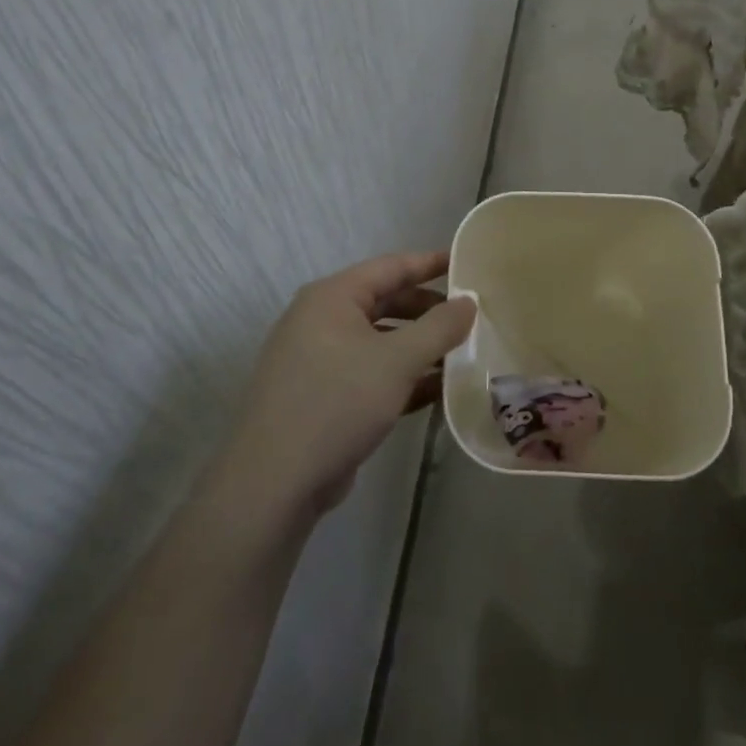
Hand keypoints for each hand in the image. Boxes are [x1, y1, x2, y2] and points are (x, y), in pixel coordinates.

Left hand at [220, 251, 475, 520]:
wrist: (274, 482)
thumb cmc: (337, 402)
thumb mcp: (398, 361)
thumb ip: (439, 327)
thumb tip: (469, 301)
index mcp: (332, 298)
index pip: (391, 267)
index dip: (430, 263)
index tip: (466, 263)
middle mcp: (322, 321)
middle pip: (386, 303)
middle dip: (429, 310)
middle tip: (470, 316)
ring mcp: (320, 360)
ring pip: (381, 342)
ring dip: (420, 347)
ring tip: (463, 354)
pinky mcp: (324, 397)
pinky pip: (371, 374)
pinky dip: (403, 378)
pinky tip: (439, 390)